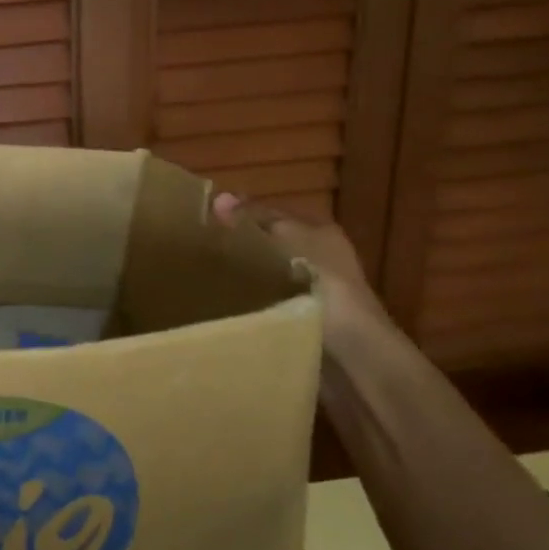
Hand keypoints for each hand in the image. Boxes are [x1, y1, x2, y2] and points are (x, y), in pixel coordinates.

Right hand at [211, 192, 387, 335]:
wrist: (352, 352)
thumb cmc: (324, 285)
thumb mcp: (288, 242)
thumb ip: (254, 220)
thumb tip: (218, 197)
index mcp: (319, 232)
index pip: (272, 214)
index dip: (240, 215)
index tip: (203, 222)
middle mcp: (317, 257)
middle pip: (268, 245)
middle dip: (237, 247)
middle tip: (196, 251)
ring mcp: (309, 291)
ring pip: (264, 274)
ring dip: (240, 277)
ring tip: (201, 277)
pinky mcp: (299, 320)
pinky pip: (264, 303)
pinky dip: (247, 302)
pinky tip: (223, 304)